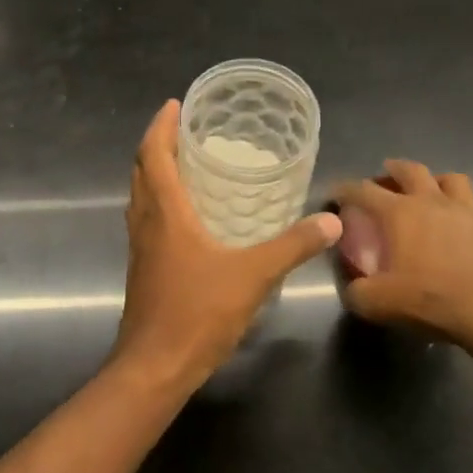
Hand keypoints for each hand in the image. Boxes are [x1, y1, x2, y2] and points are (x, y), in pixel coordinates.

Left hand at [113, 100, 342, 386]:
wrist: (154, 367)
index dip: (161, 126)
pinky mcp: (144, 270)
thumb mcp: (253, 275)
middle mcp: (146, 223)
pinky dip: (161, 203)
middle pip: (142, 171)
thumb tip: (331, 220)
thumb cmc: (197, 313)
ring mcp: (141, 249)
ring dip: (156, 173)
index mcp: (165, 213)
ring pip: (141, 197)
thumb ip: (293, 246)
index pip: (154, 155)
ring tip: (187, 164)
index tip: (174, 104)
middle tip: (185, 130)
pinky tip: (189, 218)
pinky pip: (148, 221)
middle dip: (159, 145)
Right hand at [334, 160, 472, 354]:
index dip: (346, 189)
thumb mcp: (379, 304)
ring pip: (451, 180)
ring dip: (436, 181)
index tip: (336, 192)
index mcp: (400, 213)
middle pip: (411, 170)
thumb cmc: (433, 300)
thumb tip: (352, 287)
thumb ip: (357, 292)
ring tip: (430, 191)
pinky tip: (465, 229)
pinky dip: (467, 215)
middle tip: (384, 175)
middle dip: (393, 169)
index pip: (364, 190)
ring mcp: (469, 211)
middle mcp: (434, 202)